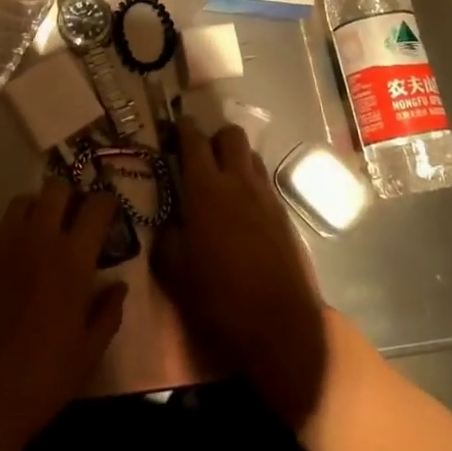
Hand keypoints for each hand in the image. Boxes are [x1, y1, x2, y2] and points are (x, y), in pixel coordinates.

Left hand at [0, 177, 127, 450]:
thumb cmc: (42, 380)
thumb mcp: (89, 352)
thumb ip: (108, 311)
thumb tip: (118, 286)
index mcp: (72, 259)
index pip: (97, 205)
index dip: (107, 203)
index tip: (109, 215)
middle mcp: (37, 240)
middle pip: (56, 188)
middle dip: (71, 197)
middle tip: (75, 221)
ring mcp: (1, 245)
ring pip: (23, 201)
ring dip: (39, 210)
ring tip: (43, 235)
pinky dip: (11, 235)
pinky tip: (13, 264)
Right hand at [152, 122, 327, 426]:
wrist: (279, 326)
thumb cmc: (218, 297)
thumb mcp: (174, 271)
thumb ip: (167, 237)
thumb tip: (168, 222)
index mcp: (206, 189)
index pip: (193, 141)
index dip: (183, 128)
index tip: (175, 124)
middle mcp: (238, 182)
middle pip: (231, 135)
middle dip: (215, 136)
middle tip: (200, 154)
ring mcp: (266, 196)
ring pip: (251, 156)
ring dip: (236, 158)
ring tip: (222, 179)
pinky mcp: (284, 215)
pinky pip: (264, 183)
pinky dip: (251, 183)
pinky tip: (243, 208)